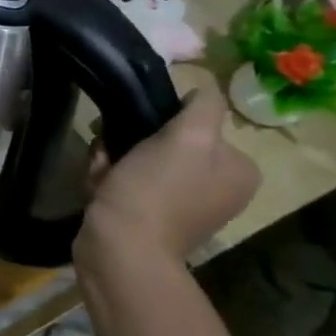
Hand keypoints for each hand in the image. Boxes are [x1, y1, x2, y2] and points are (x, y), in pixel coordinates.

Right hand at [77, 77, 258, 267]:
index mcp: (238, 169)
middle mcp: (217, 186)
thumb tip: (203, 87)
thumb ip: (204, 106)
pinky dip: (107, 178)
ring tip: (101, 172)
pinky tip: (98, 186)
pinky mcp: (149, 216)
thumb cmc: (155, 191)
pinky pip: (126, 181)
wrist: (120, 249)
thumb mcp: (188, 138)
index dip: (161, 121)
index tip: (136, 131)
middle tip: (113, 152)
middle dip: (130, 142)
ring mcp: (182, 203)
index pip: (198, 122)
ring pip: (139, 159)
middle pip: (166, 141)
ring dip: (113, 158)